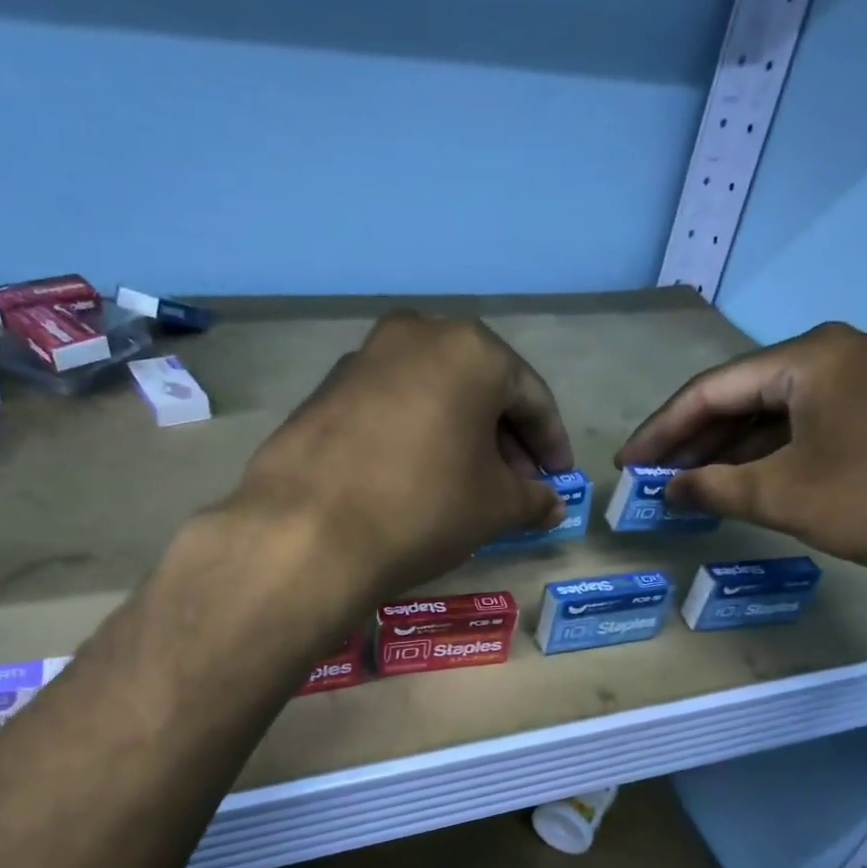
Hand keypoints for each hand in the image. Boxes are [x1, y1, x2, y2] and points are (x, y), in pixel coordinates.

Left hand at [229, 311, 574, 599]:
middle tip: (517, 485)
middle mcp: (415, 336)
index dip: (550, 443)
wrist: (308, 531)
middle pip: (478, 388)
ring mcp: (362, 360)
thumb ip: (533, 499)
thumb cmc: (424, 506)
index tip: (558, 479)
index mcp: (469, 349)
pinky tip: (416, 478)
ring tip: (468, 485)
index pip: (530, 395)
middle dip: (504, 439)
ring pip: (432, 395)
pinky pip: (390, 408)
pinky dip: (415, 436)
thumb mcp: (495, 507)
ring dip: (459, 436)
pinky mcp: (324, 392)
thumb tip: (552, 506)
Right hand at [616, 321, 866, 584]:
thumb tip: (668, 489)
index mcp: (811, 357)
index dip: (661, 429)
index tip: (627, 463)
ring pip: (783, 410)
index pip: (712, 388)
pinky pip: (818, 422)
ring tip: (696, 483)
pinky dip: (779, 451)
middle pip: (747, 394)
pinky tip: (757, 479)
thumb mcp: (785, 495)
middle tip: (657, 476)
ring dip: (736, 447)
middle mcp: (844, 351)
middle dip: (697, 439)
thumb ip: (715, 488)